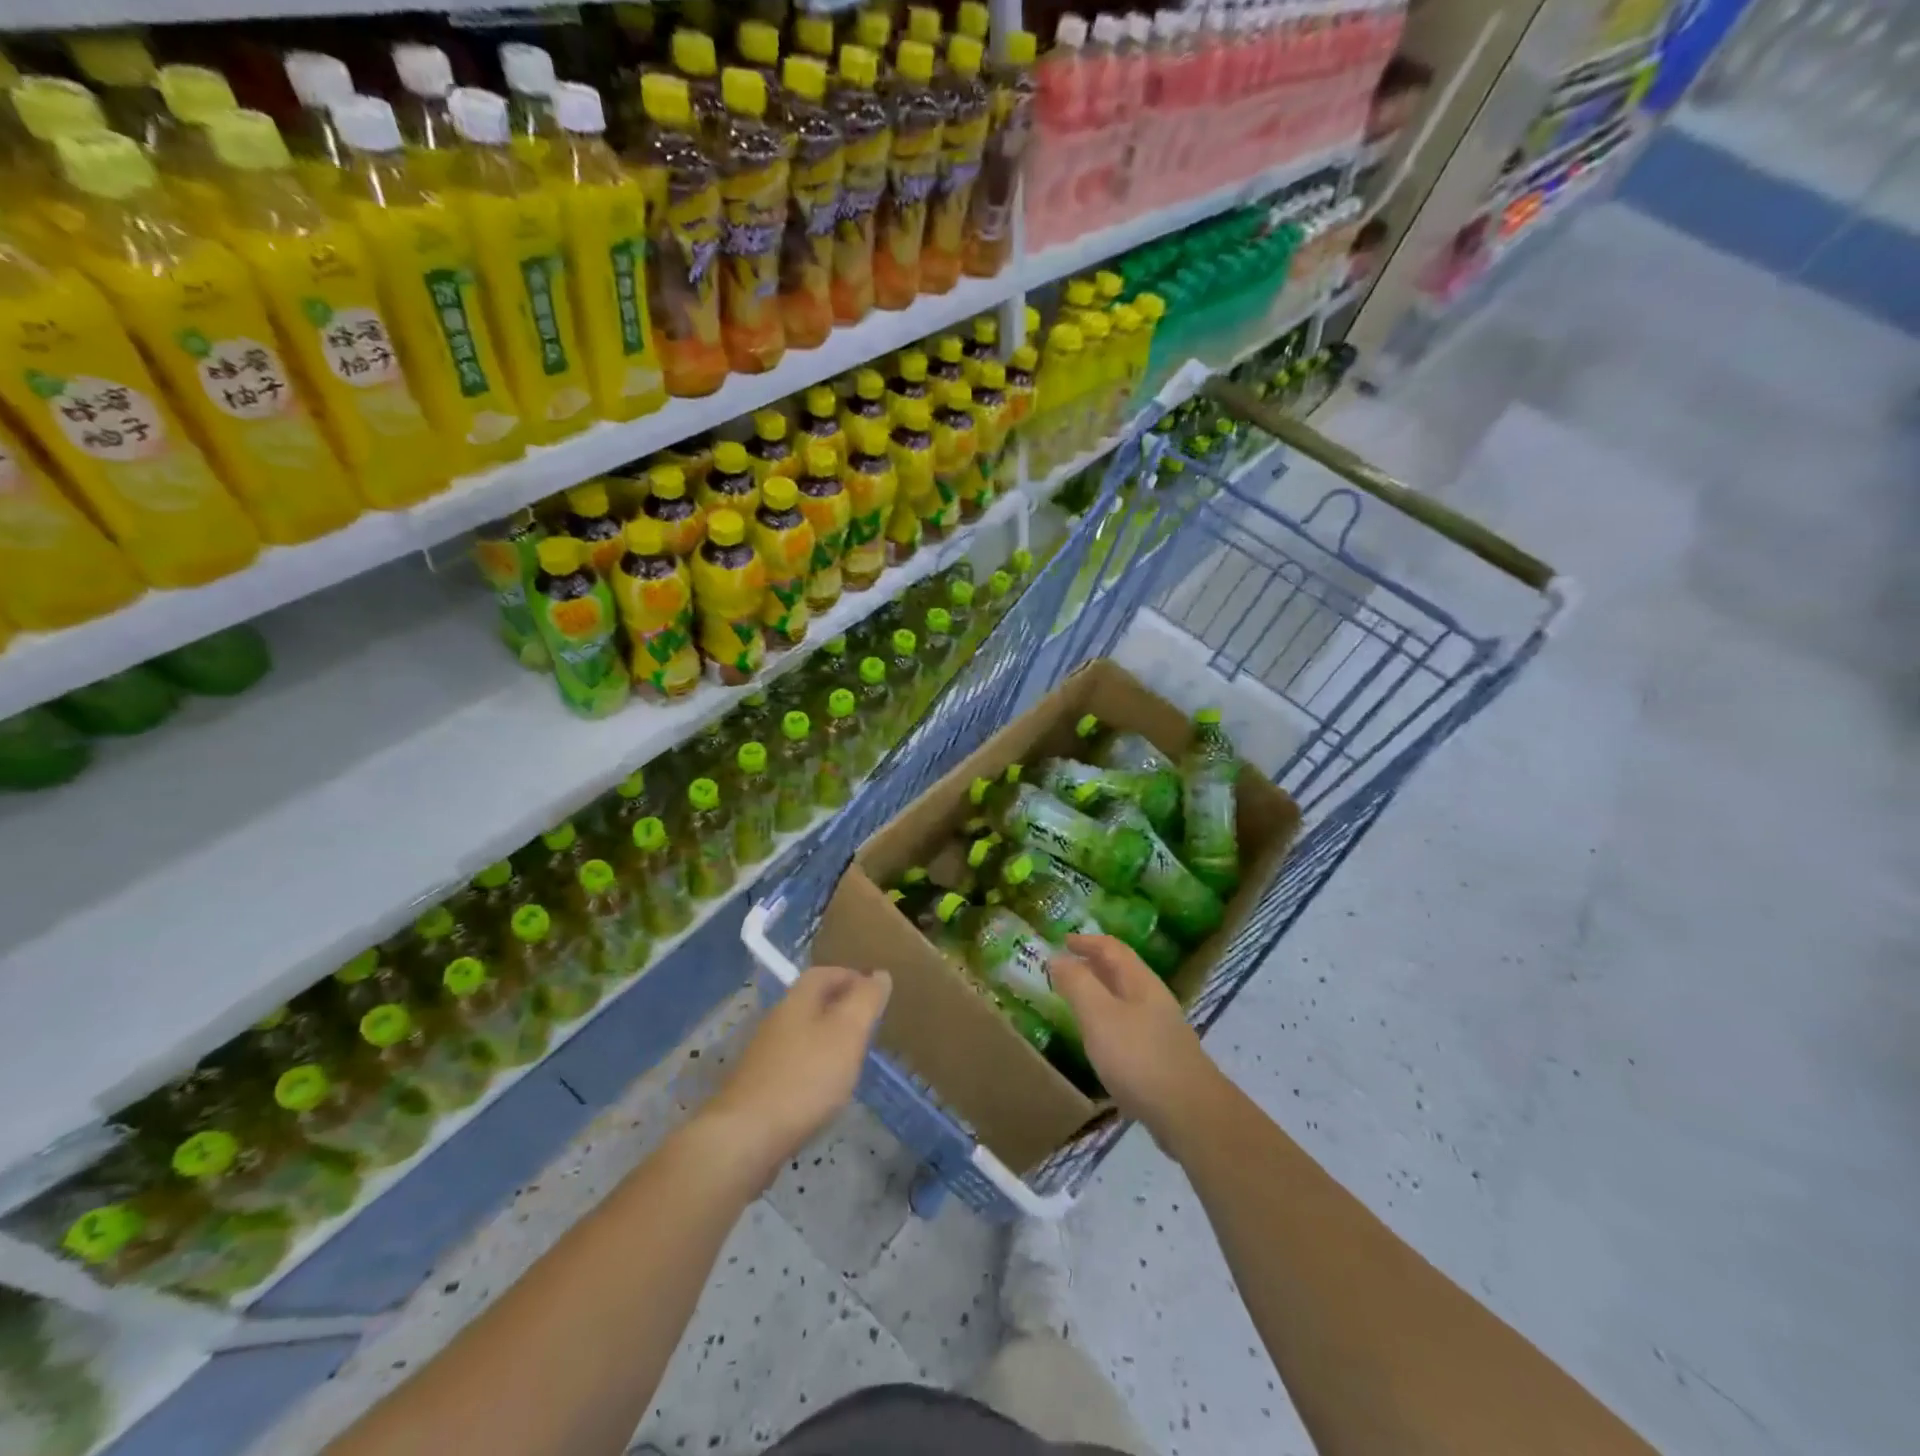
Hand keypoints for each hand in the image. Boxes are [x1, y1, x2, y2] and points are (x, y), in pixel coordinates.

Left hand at [700, 965, 890, 1180]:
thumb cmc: (805, 1077)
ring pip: (802, 1034)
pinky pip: (794, 1064)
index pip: (824, 973)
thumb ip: (865, 1001)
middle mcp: (777, 1021)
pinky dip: (814, 1067)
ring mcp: (765, 1056)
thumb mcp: (848, 1033)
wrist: (746, 1137)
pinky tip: (826, 1089)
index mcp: (797, 1001)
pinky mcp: (760, 1087)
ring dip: (827, 1038)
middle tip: (868, 1024)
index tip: (874, 992)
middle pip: (811, 1003)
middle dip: (840, 1007)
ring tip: (853, 1057)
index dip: (850, 976)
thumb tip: (880, 973)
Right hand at [1050, 935, 1226, 1146]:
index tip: (1062, 941)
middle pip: (1121, 972)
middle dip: (1093, 964)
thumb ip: (1077, 984)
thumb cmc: (1139, 1057)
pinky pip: (1128, 1027)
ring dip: (1100, 993)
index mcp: (1140, 982)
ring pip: (1125, 1000)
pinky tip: (1098, 1041)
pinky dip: (1107, 1021)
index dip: (1087, 941)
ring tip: (1075, 1001)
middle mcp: (1153, 1000)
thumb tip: (1058, 957)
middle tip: (1064, 968)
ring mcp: (1160, 1030)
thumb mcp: (1099, 1015)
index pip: (1112, 948)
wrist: (1189, 1114)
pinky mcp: (1160, 1059)